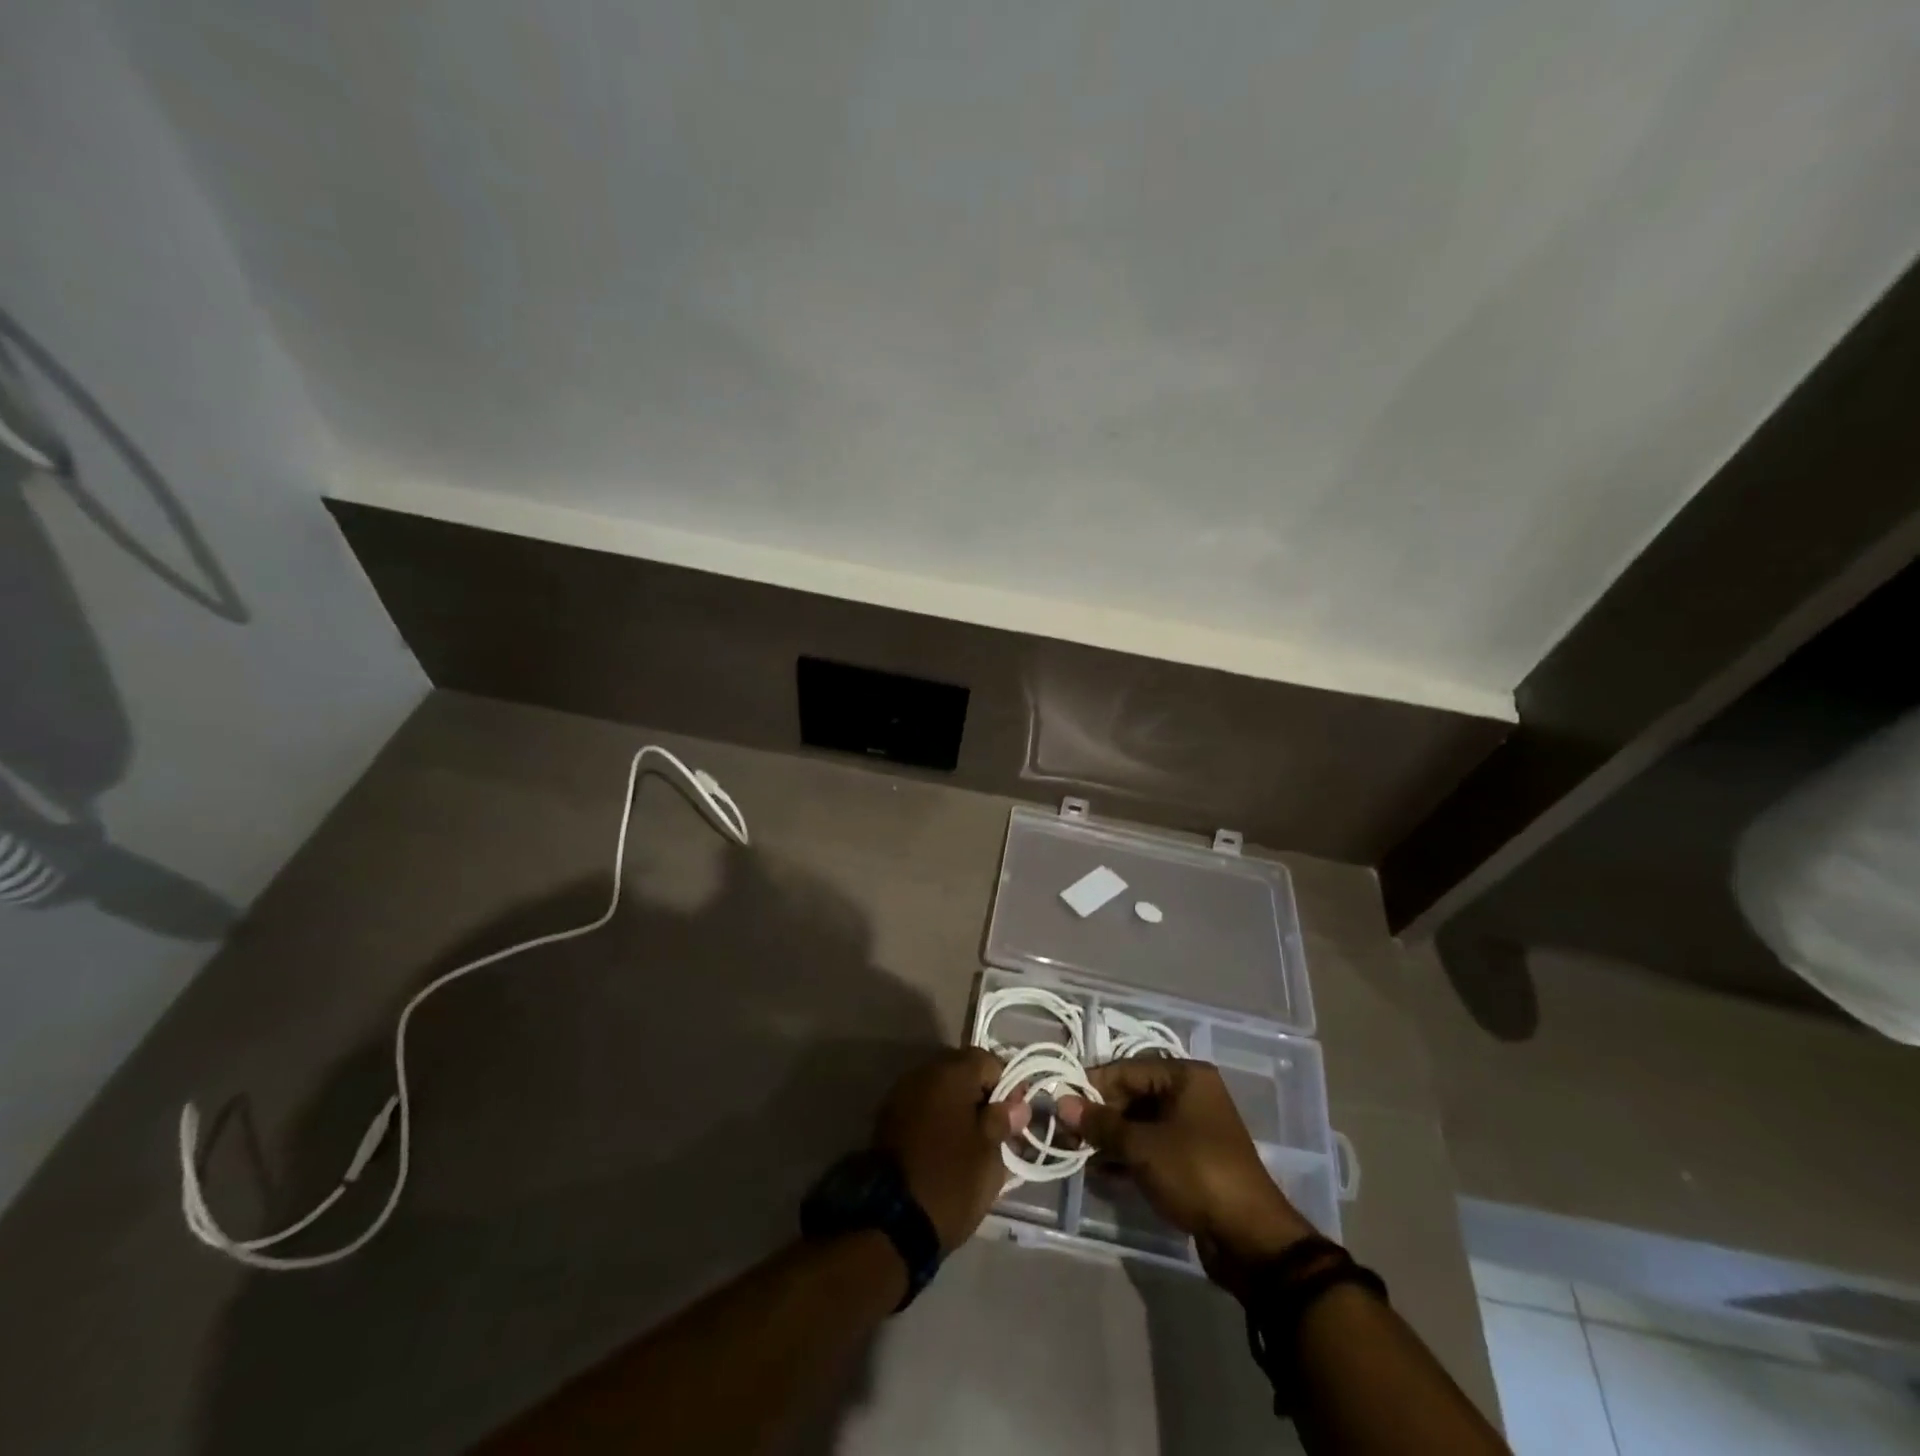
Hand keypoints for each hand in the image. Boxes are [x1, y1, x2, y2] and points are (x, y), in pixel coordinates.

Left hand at [874, 1048, 1030, 1252]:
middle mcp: (922, 1073)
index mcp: (950, 1074)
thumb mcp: (989, 1154)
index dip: (1006, 1084)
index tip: (1014, 1115)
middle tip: (995, 1129)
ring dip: (957, 1106)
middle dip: (980, 1094)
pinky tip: (946, 1146)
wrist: (891, 1221)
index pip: (987, 1060)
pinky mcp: (887, 1119)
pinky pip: (922, 1106)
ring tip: (971, 1141)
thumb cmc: (951, 1181)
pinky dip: (937, 1118)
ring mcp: (900, 1095)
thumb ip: (1003, 1120)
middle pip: (961, 1070)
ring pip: (940, 1089)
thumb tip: (1016, 1104)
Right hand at [1059, 1058, 1316, 1291]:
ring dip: (1110, 1139)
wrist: (1250, 1239)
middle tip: (1066, 1134)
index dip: (1092, 1086)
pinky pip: (1151, 1148)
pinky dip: (1127, 1158)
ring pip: (1140, 1124)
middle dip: (1100, 1116)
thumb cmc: (1195, 1173)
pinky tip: (1100, 1173)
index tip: (1060, 1103)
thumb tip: (1062, 1103)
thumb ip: (1100, 1123)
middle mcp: (1190, 1095)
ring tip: (1077, 1155)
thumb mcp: (1142, 1146)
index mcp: (1185, 1077)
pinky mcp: (1191, 1161)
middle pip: (1133, 1096)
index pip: (1127, 1070)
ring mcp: (1192, 1129)